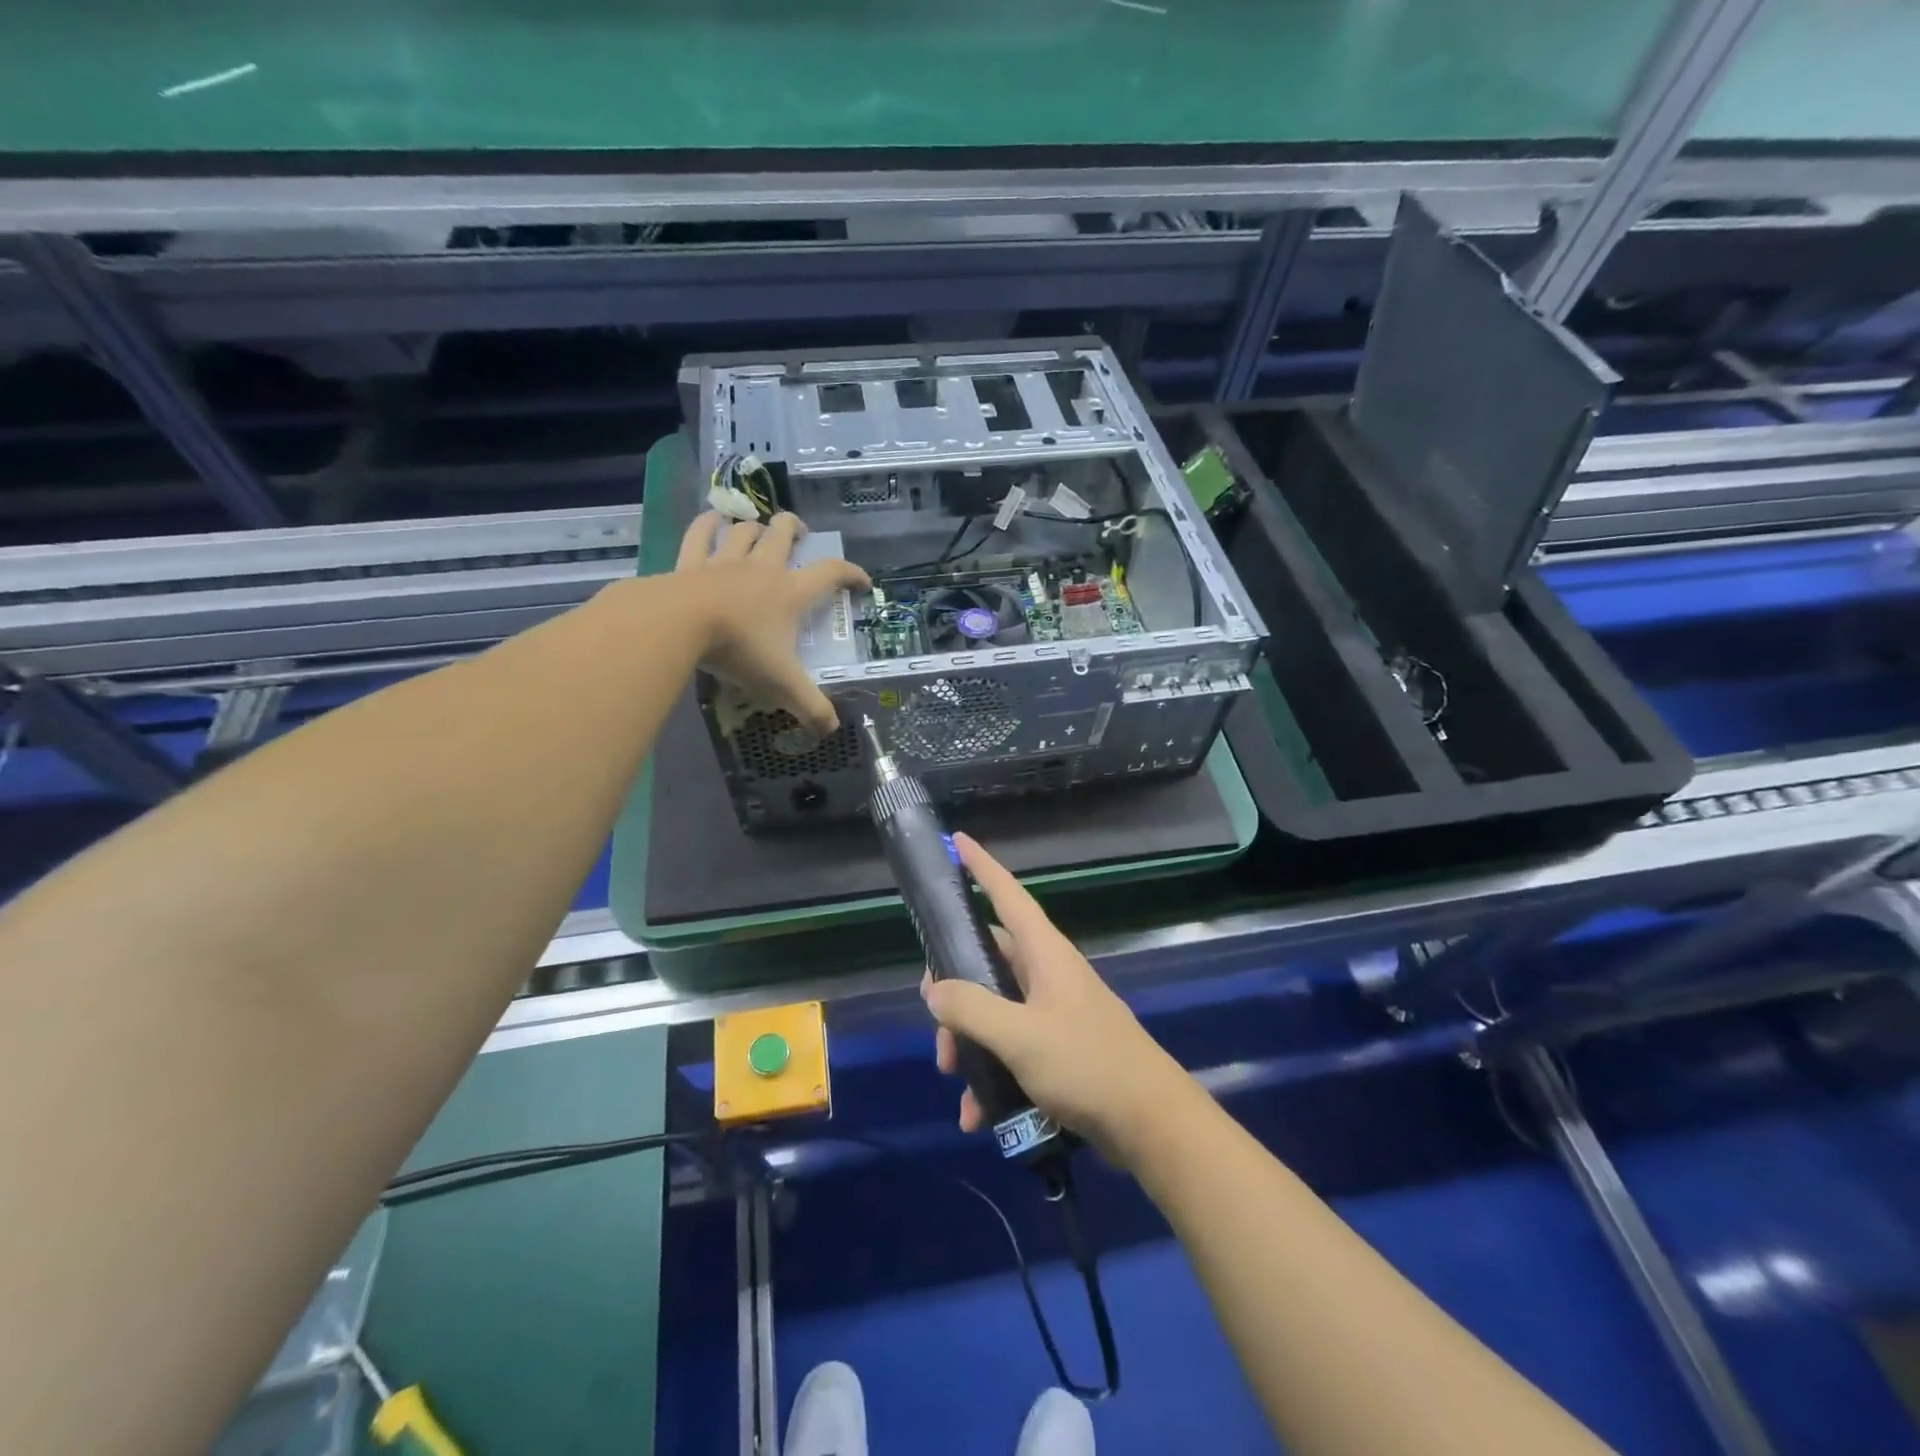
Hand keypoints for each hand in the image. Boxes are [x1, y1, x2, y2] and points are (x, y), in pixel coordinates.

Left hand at [675, 511, 869, 736]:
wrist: (679, 625)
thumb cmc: (740, 650)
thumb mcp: (782, 684)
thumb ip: (810, 707)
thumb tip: (833, 730)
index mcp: (791, 593)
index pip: (830, 573)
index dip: (851, 573)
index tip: (862, 581)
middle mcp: (762, 569)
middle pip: (783, 534)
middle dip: (795, 528)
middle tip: (800, 532)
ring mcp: (725, 562)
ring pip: (745, 532)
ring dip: (754, 527)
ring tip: (758, 529)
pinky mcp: (690, 563)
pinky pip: (700, 534)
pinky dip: (707, 524)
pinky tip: (712, 519)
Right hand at [925, 833, 1194, 1164]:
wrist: (1152, 1124)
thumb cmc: (1087, 1065)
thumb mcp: (1020, 1036)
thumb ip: (972, 1009)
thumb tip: (935, 990)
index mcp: (1045, 954)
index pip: (1008, 895)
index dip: (982, 867)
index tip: (957, 842)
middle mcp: (1048, 975)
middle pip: (988, 962)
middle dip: (956, 991)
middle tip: (937, 1024)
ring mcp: (1054, 1013)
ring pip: (994, 1011)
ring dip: (969, 1043)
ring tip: (956, 1081)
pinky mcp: (1059, 1051)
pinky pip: (1012, 1051)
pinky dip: (991, 1077)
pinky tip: (977, 1115)